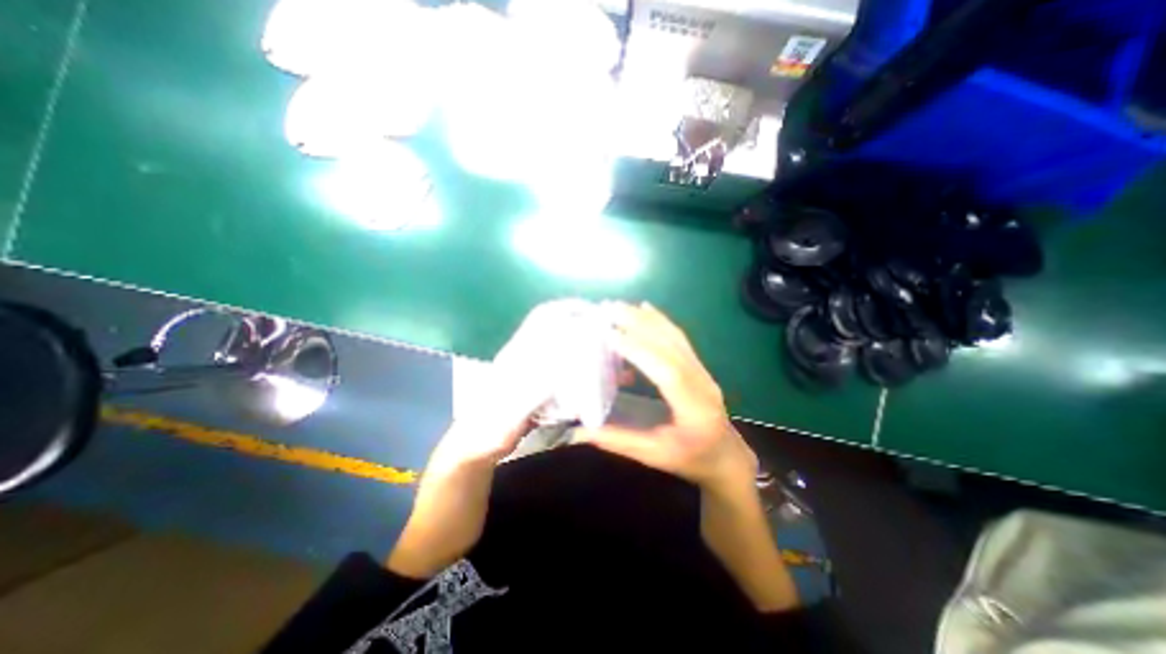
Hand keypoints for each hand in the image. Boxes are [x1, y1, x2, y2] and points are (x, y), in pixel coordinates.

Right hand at [572, 301, 755, 495]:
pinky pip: (679, 339)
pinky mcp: (698, 366)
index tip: (611, 334)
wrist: (727, 457)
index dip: (639, 351)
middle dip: (640, 324)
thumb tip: (579, 433)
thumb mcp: (655, 456)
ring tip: (622, 306)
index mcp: (694, 408)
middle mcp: (702, 383)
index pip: (667, 372)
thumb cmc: (692, 460)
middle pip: (671, 347)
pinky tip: (646, 309)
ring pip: (675, 338)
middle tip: (611, 309)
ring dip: (648, 319)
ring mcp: (703, 371)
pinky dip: (661, 321)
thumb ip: (618, 442)